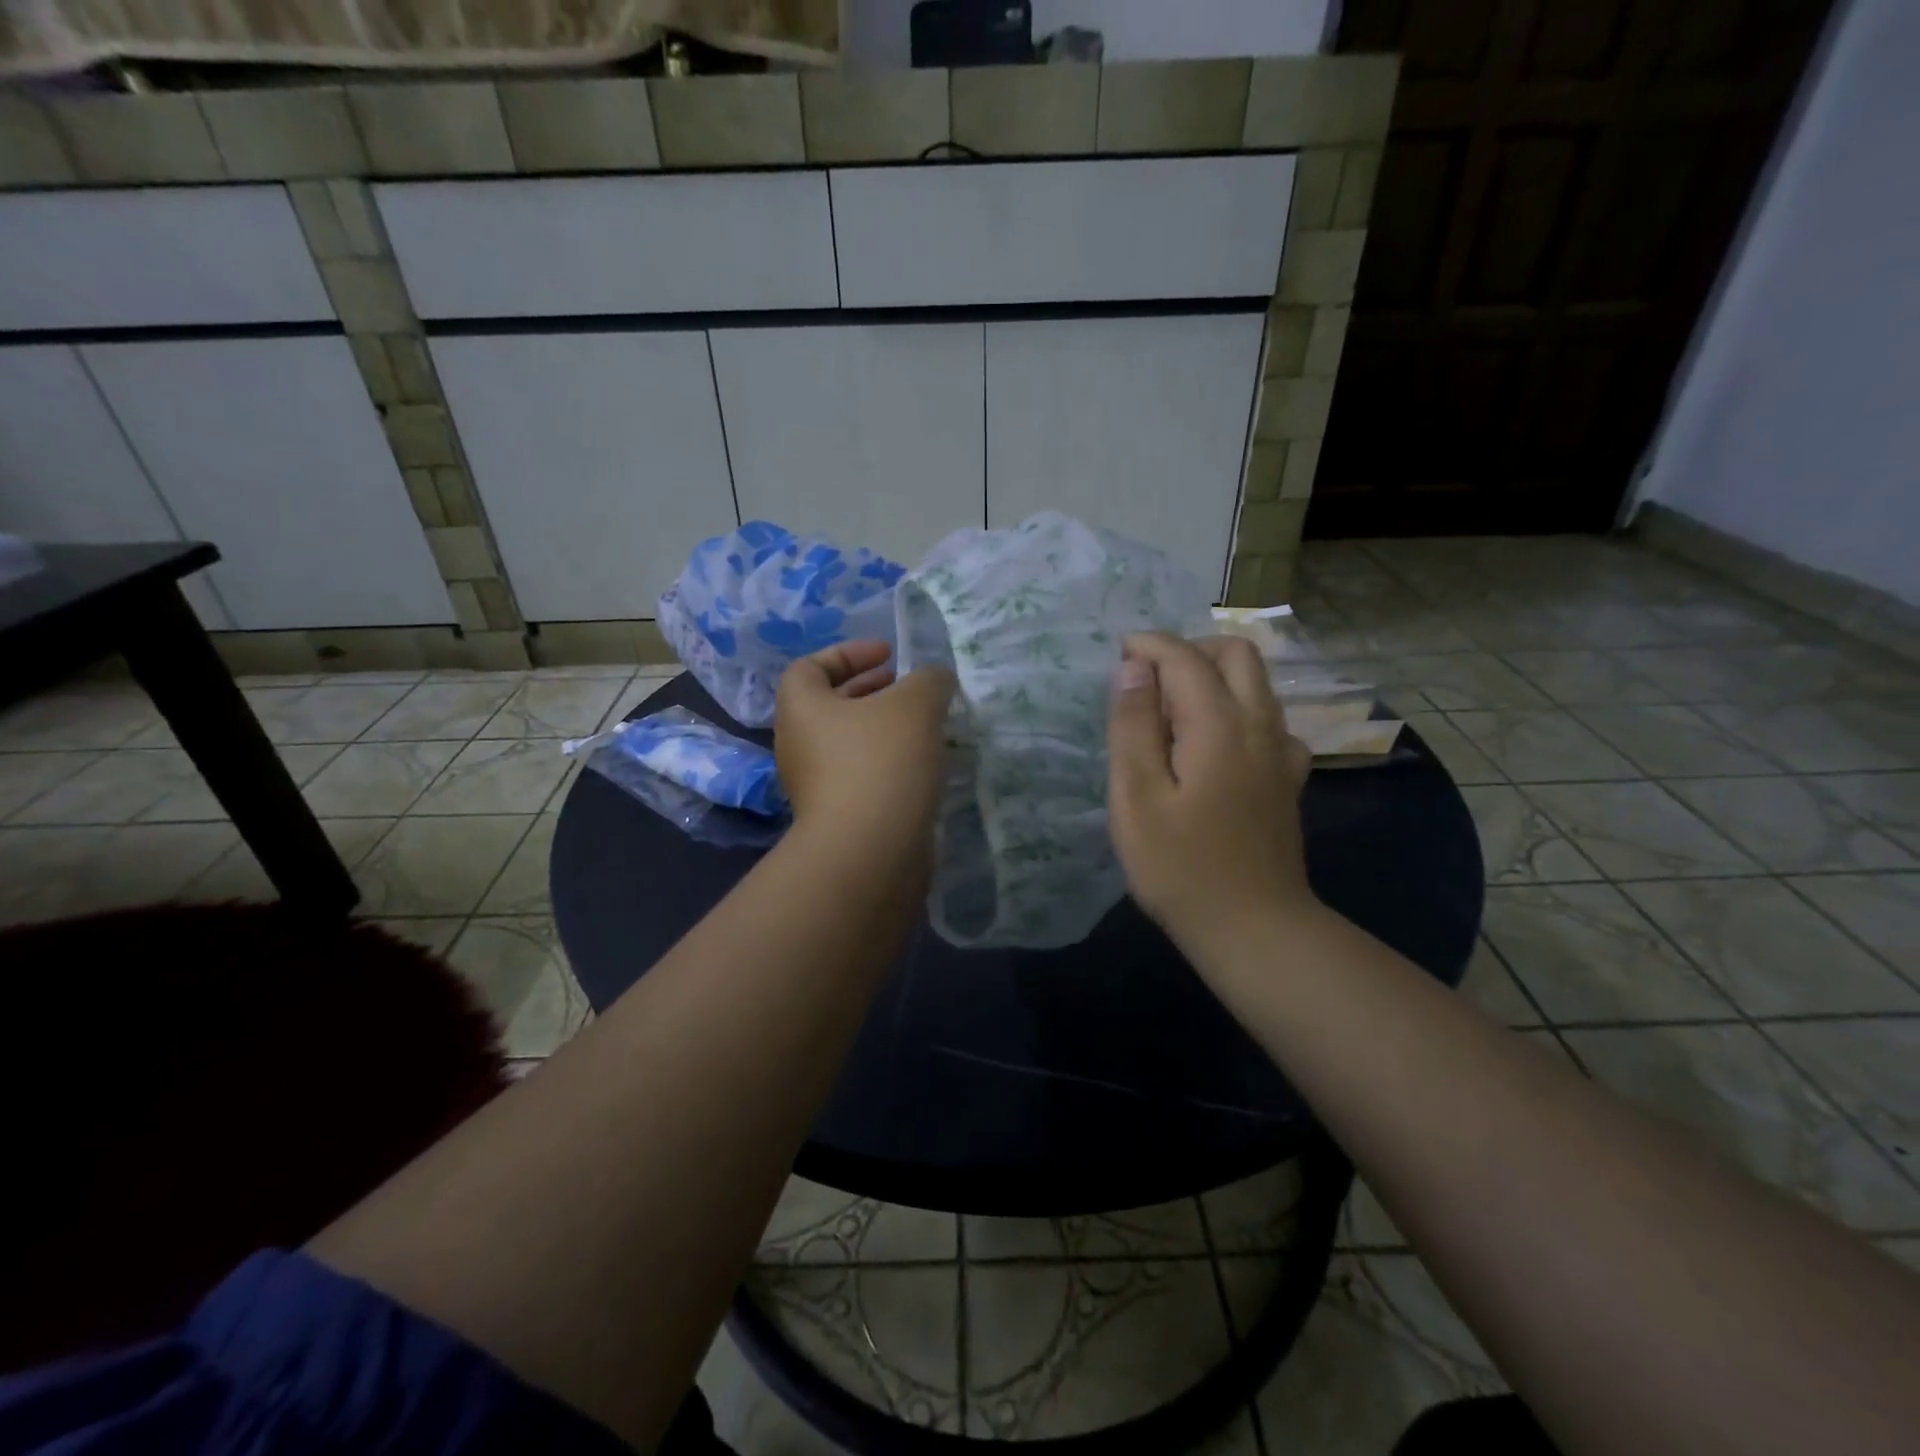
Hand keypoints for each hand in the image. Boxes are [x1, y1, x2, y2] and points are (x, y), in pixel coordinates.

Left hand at [775, 640, 955, 854]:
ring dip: (884, 729)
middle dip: (872, 691)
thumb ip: (929, 680)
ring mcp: (816, 786)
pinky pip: (862, 775)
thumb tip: (935, 679)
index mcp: (802, 708)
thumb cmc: (881, 763)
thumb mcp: (915, 705)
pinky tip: (924, 767)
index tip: (888, 655)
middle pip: (831, 705)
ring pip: (850, 743)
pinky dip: (889, 763)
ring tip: (926, 726)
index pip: (810, 666)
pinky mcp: (839, 817)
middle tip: (909, 689)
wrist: (869, 853)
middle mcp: (799, 745)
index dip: (848, 652)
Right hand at [1107, 633, 1315, 952]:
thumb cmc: (1181, 866)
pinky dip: (1237, 711)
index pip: (1185, 658)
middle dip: (1189, 650)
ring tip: (1171, 710)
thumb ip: (1133, 726)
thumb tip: (1133, 669)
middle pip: (1236, 654)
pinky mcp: (1289, 779)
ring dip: (1214, 676)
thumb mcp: (1136, 797)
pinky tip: (1214, 746)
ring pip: (1257, 684)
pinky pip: (1268, 721)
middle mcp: (1259, 725)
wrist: (1254, 928)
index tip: (1118, 653)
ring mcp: (1282, 752)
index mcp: (1218, 724)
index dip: (1149, 646)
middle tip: (1148, 679)